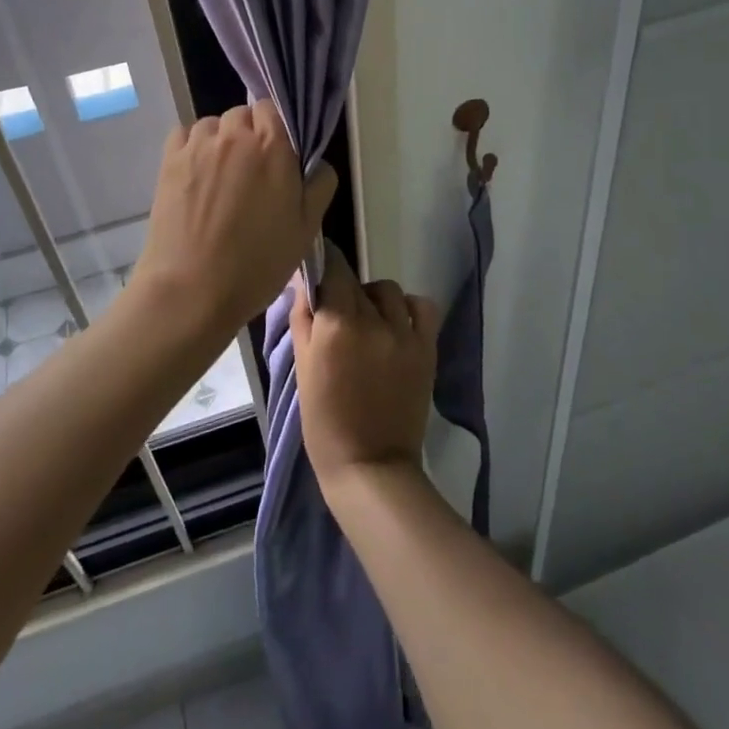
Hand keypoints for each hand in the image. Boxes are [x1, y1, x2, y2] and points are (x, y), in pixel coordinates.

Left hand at [131, 100, 335, 341]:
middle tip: (252, 172)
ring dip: (220, 140)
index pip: (274, 109)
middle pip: (243, 114)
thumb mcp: (307, 229)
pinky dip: (193, 145)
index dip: (277, 129)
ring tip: (221, 175)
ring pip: (213, 124)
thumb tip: (317, 163)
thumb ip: (320, 185)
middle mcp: (234, 135)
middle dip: (249, 134)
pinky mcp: (169, 160)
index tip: (279, 156)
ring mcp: (198, 145)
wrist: (192, 289)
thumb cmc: (257, 263)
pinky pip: (184, 134)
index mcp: (273, 146)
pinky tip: (197, 174)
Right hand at [291, 241, 440, 493]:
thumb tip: (303, 281)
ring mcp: (403, 333)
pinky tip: (397, 322)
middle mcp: (371, 320)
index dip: (325, 262)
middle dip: (344, 288)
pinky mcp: (426, 348)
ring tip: (367, 320)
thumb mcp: (303, 368)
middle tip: (337, 312)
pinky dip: (408, 307)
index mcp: (336, 324)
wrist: (370, 465)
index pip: (333, 268)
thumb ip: (303, 318)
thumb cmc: (324, 422)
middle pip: (356, 281)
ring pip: (388, 290)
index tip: (319, 267)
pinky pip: (421, 307)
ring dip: (374, 298)